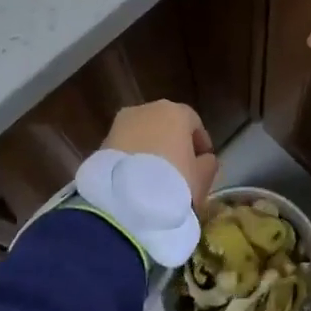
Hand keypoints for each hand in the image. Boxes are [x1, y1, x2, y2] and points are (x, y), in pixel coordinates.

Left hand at [102, 101, 218, 206]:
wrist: (123, 201)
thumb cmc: (173, 182)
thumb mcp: (201, 178)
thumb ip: (208, 164)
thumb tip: (204, 160)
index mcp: (175, 112)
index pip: (194, 122)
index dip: (200, 142)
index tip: (204, 161)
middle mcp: (146, 109)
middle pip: (166, 124)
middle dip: (173, 143)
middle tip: (179, 169)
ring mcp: (120, 124)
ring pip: (143, 134)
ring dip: (150, 149)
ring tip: (155, 177)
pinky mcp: (102, 143)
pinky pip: (125, 148)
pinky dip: (132, 158)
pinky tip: (136, 180)